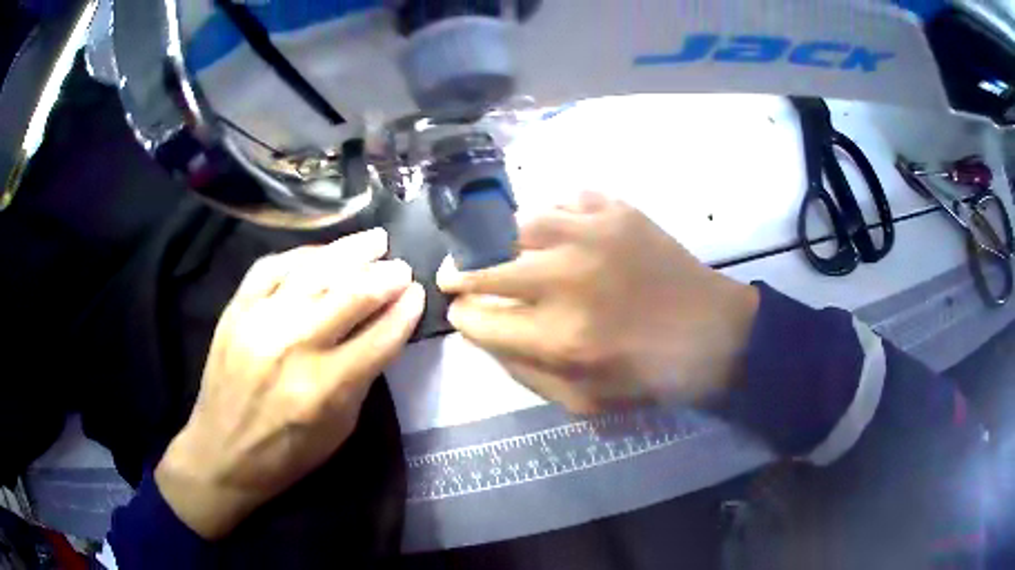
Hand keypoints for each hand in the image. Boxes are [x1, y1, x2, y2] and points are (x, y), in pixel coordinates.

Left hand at [155, 229, 423, 538]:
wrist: (221, 452)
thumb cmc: (287, 453)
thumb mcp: (339, 429)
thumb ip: (362, 377)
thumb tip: (383, 330)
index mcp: (325, 388)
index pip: (380, 336)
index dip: (406, 311)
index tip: (418, 294)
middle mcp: (294, 346)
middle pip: (351, 295)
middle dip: (386, 276)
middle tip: (402, 266)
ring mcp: (260, 321)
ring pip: (314, 271)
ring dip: (350, 252)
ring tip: (374, 240)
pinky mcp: (236, 309)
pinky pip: (271, 266)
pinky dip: (302, 255)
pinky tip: (322, 253)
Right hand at [437, 192, 758, 413]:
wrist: (713, 332)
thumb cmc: (649, 374)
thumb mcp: (583, 401)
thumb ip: (524, 371)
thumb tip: (483, 333)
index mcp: (557, 337)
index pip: (476, 319)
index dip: (462, 317)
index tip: (463, 313)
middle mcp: (564, 279)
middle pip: (480, 267)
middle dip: (457, 275)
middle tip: (455, 276)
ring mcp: (590, 235)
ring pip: (513, 225)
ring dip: (495, 241)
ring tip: (496, 250)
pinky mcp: (615, 211)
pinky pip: (561, 199)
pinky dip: (546, 214)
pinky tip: (549, 230)